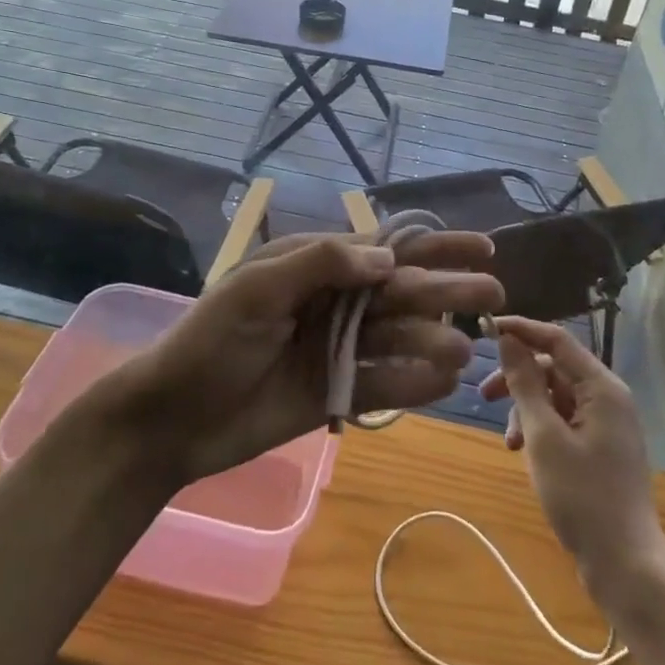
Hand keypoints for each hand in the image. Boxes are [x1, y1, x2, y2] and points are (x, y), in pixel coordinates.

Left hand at [132, 231, 502, 480]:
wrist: (171, 419)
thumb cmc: (208, 343)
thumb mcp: (254, 291)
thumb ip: (318, 265)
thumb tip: (385, 257)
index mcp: (316, 268)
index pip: (385, 249)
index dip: (434, 246)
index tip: (481, 246)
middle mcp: (335, 304)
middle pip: (402, 293)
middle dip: (447, 291)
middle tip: (493, 297)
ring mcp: (338, 350)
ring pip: (399, 340)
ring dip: (433, 342)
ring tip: (465, 354)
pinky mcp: (336, 394)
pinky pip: (383, 385)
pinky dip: (413, 385)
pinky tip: (444, 385)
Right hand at [481, 317, 664, 596]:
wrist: (626, 565)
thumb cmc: (582, 496)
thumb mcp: (543, 436)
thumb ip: (525, 384)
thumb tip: (508, 340)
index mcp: (602, 388)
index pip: (557, 340)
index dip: (521, 330)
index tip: (485, 330)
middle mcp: (608, 398)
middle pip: (555, 369)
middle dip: (518, 379)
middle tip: (483, 396)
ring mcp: (607, 424)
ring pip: (556, 397)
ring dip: (526, 410)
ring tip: (509, 443)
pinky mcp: (601, 447)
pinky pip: (565, 421)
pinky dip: (540, 430)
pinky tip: (524, 453)